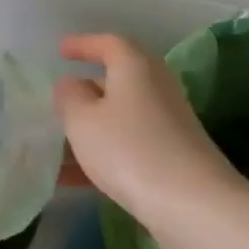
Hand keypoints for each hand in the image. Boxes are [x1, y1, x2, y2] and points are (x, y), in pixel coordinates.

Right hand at [54, 34, 245, 231]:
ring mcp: (168, 124)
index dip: (83, 44)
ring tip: (55, 146)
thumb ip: (69, 96)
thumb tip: (71, 84)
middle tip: (59, 101)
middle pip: (118, 80)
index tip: (60, 51)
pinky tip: (71, 179)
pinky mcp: (172, 156)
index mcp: (135, 68)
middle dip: (86, 90)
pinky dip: (100, 154)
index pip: (109, 43)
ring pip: (119, 117)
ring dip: (89, 129)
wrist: (193, 205)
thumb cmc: (128, 149)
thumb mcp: (82, 119)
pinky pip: (127, 145)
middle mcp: (156, 89)